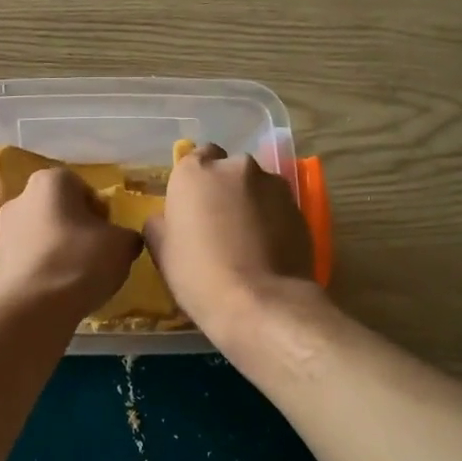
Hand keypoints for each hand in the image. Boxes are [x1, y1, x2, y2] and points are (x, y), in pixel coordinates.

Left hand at [0, 167, 141, 317]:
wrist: (34, 308)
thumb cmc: (81, 262)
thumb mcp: (122, 245)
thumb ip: (126, 235)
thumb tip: (122, 240)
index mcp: (50, 181)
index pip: (82, 188)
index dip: (100, 212)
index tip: (109, 236)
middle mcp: (19, 198)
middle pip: (58, 211)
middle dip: (75, 229)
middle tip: (95, 256)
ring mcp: (2, 231)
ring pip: (40, 236)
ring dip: (56, 250)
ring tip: (75, 278)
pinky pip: (28, 261)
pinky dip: (42, 270)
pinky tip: (56, 291)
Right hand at [143, 144, 315, 335]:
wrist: (260, 302)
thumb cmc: (198, 274)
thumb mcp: (162, 250)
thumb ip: (161, 223)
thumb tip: (168, 218)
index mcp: (196, 172)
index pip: (195, 158)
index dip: (195, 182)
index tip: (194, 207)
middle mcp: (236, 167)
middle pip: (228, 170)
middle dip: (226, 189)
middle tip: (220, 224)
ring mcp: (273, 185)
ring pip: (257, 186)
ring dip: (252, 203)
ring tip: (248, 240)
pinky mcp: (300, 207)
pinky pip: (279, 207)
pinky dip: (273, 220)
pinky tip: (268, 250)